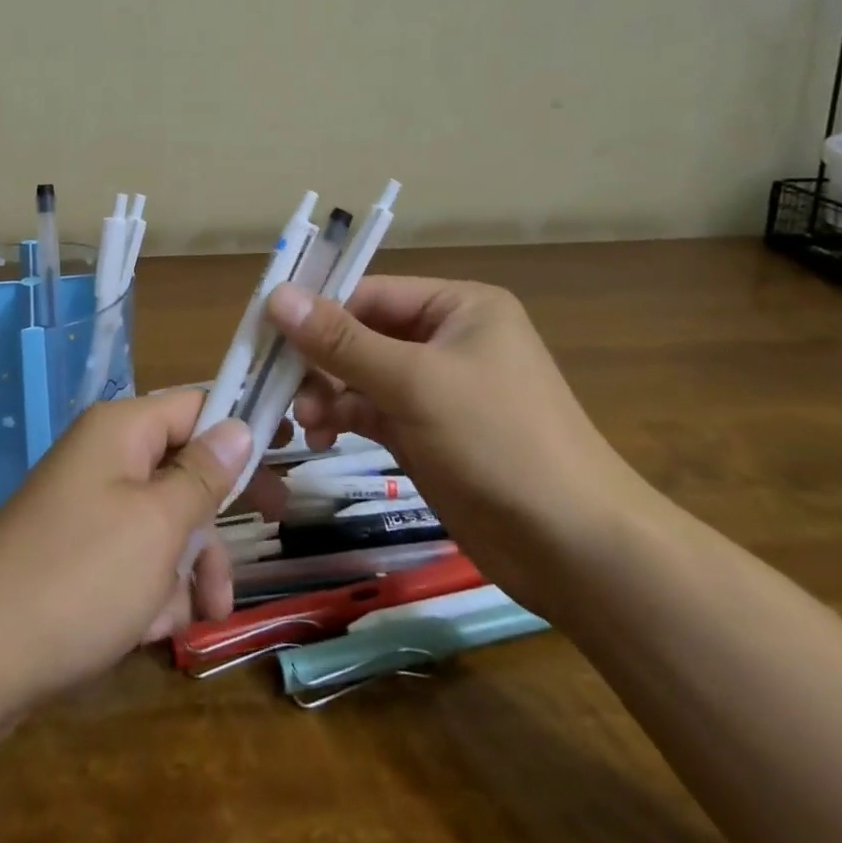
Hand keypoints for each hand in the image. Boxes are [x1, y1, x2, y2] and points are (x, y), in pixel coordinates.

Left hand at [0, 388, 252, 715]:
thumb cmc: (79, 577)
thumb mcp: (158, 525)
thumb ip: (204, 475)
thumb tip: (239, 425)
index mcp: (122, 430)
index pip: (196, 404)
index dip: (242, 423)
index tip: (290, 448)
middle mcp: (105, 458)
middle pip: (185, 466)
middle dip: (220, 510)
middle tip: (276, 521)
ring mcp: (89, 508)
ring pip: (165, 521)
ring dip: (192, 565)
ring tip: (206, 613)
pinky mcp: (78, 556)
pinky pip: (135, 559)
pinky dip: (154, 590)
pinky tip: (155, 631)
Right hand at [267, 276, 648, 615]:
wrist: (575, 548)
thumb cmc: (497, 439)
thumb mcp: (414, 382)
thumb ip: (341, 340)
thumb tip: (276, 295)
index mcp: (457, 306)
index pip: (370, 293)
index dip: (318, 310)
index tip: (266, 333)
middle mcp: (447, 339)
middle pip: (363, 335)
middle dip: (322, 362)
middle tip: (284, 389)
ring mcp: (438, 389)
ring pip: (363, 376)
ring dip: (329, 394)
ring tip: (306, 422)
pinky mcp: (430, 433)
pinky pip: (374, 412)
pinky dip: (345, 419)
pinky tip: (322, 438)